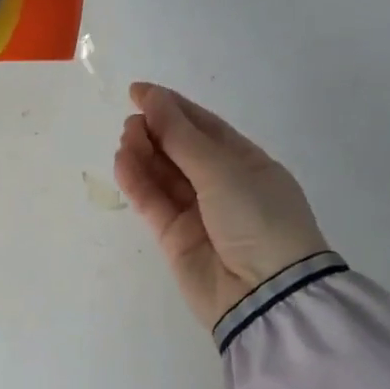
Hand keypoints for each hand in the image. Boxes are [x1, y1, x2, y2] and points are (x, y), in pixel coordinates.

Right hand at [113, 83, 327, 328]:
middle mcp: (221, 184)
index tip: (138, 91)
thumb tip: (153, 98)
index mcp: (245, 162)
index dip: (171, 106)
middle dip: (154, 130)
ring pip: (162, 173)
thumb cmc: (258, 218)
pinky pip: (152, 201)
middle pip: (179, 148)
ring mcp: (197, 212)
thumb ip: (181, 135)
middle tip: (132, 123)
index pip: (203, 126)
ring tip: (126, 139)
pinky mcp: (175, 237)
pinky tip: (122, 162)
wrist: (267, 296)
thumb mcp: (223, 170)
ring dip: (142, 152)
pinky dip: (136, 181)